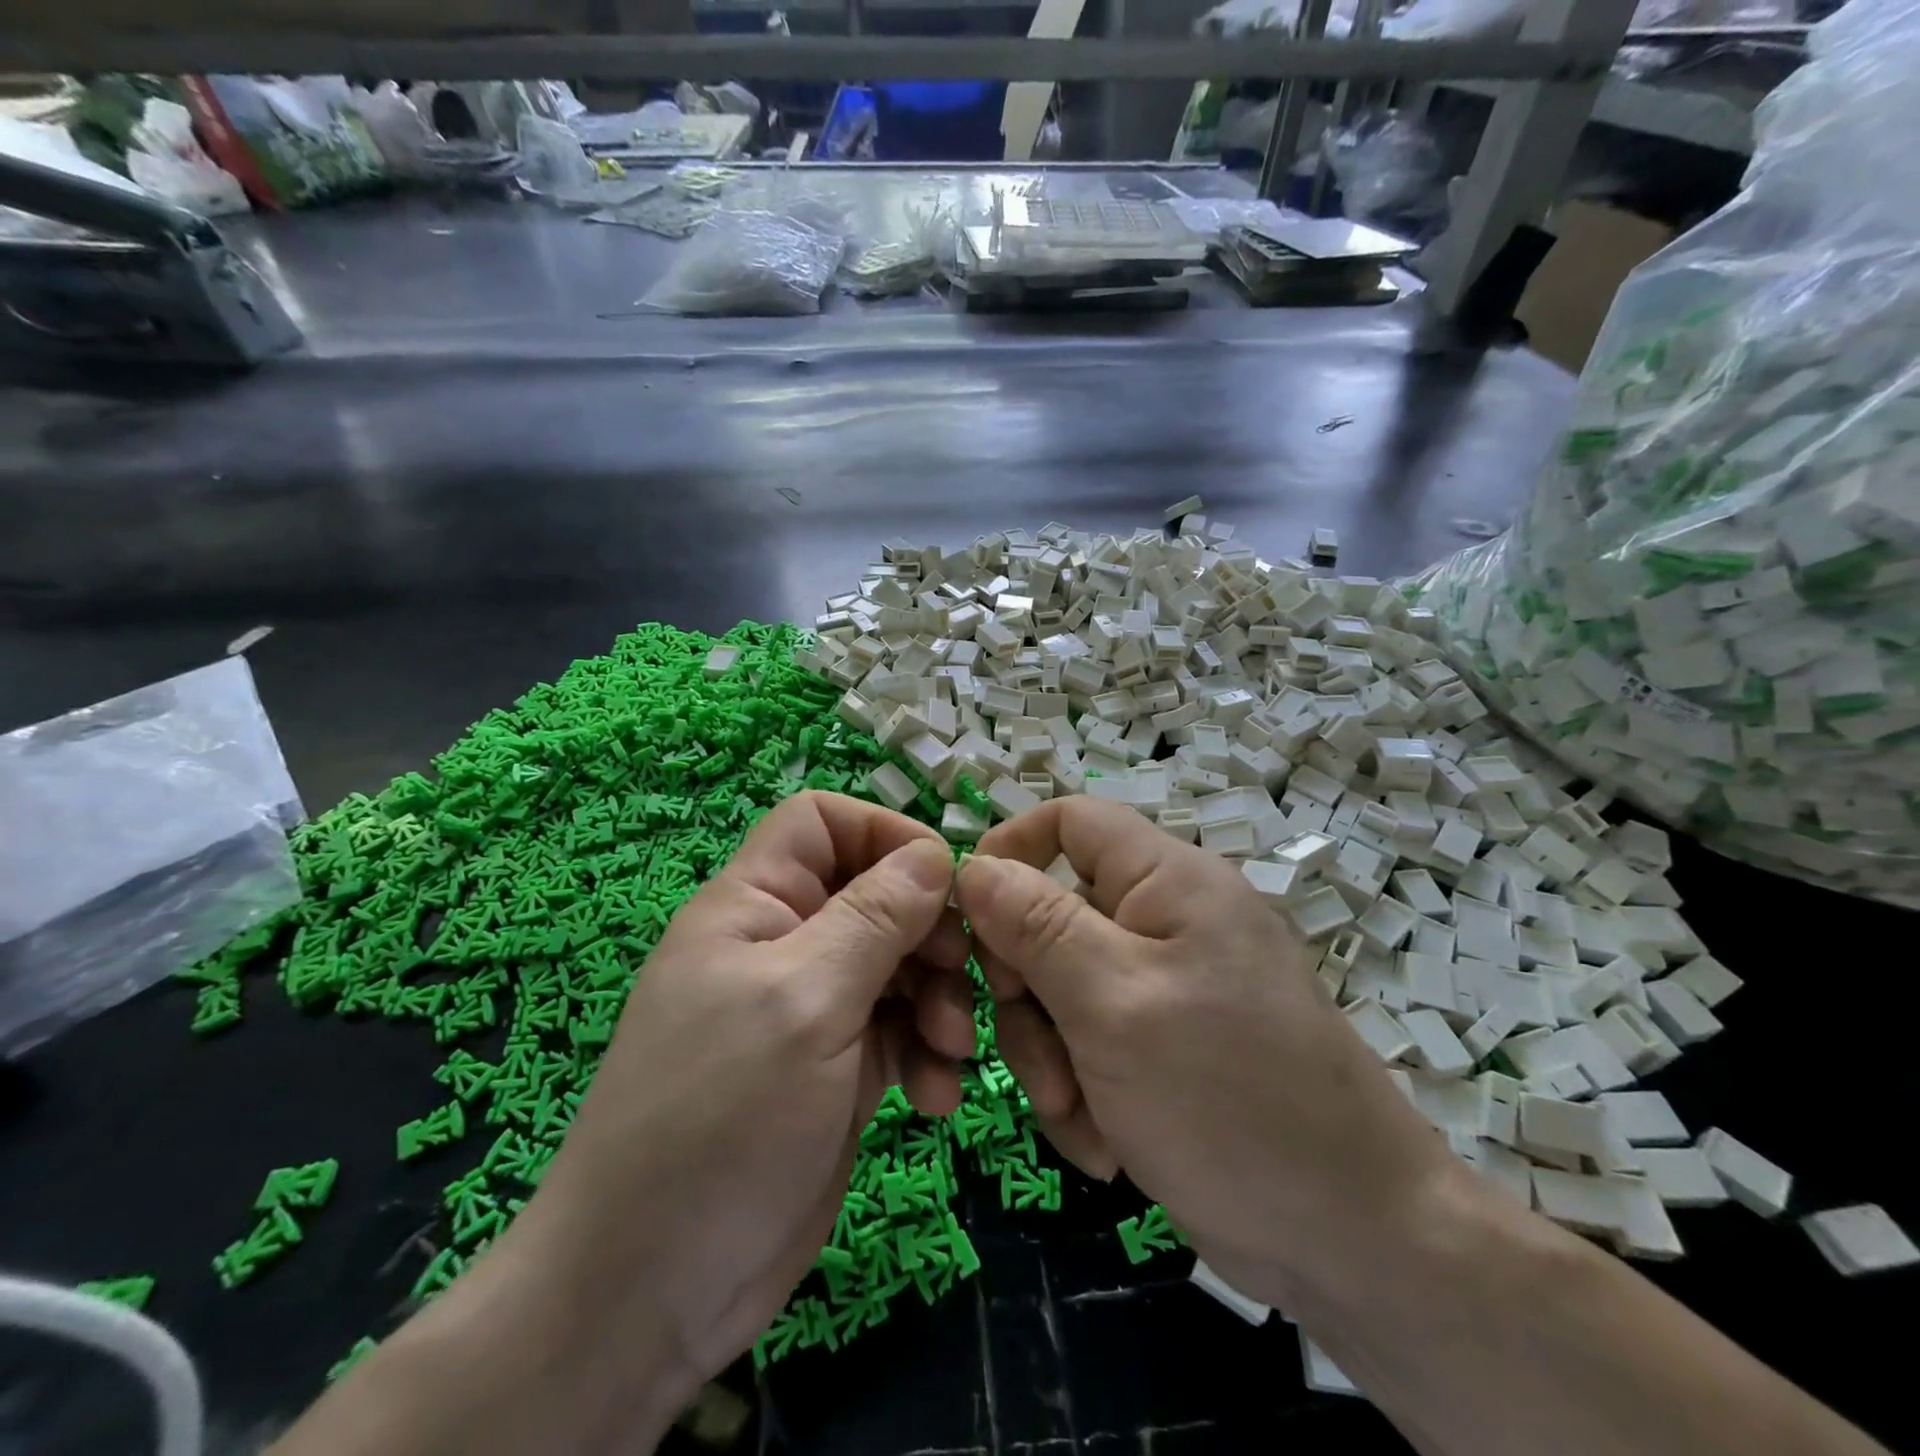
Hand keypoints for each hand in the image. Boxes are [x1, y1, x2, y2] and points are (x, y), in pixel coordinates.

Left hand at [511, 791, 975, 1404]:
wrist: (653, 1290)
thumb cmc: (720, 1119)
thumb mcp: (805, 1001)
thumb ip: (874, 919)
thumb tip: (932, 852)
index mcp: (755, 904)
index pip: (822, 823)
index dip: (883, 834)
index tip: (941, 883)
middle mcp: (786, 944)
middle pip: (876, 894)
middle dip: (927, 930)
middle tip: (961, 975)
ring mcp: (813, 1009)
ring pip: (897, 963)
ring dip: (937, 998)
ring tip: (951, 1051)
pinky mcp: (838, 1068)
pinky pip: (898, 1031)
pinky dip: (926, 1053)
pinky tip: (936, 1099)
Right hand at [955, 797, 1456, 1307]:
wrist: (1349, 1241)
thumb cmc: (1228, 1097)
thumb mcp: (1113, 1002)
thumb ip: (1036, 925)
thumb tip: (974, 866)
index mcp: (1167, 881)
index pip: (1070, 821)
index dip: (1010, 851)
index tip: (966, 917)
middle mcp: (1165, 921)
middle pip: (1051, 916)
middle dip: (1027, 991)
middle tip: (1037, 1054)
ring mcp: (1164, 986)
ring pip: (1059, 989)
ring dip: (1050, 1055)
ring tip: (1080, 1117)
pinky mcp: (1162, 1045)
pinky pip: (1087, 1042)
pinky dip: (1081, 1090)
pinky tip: (1107, 1144)